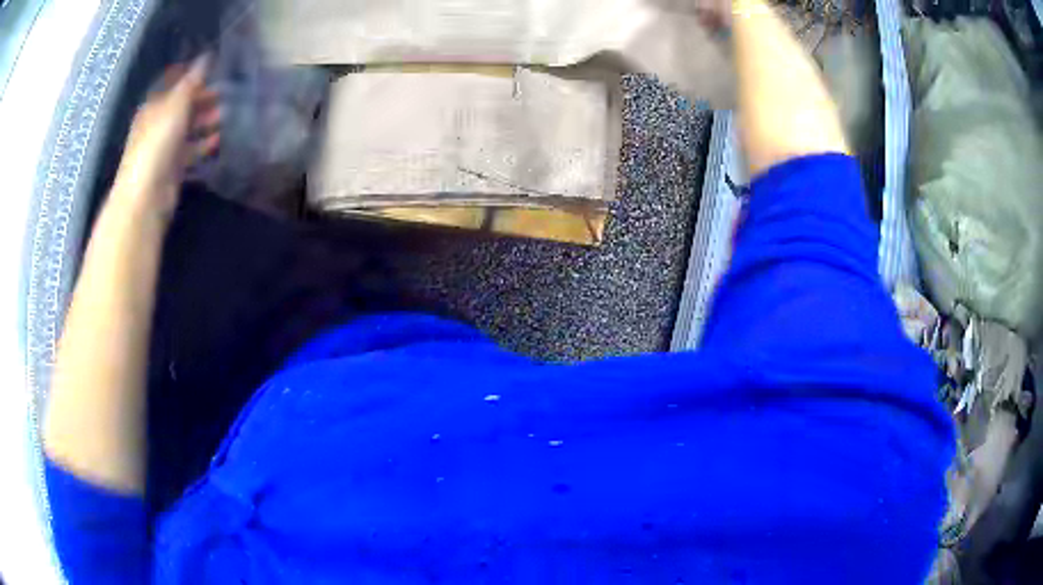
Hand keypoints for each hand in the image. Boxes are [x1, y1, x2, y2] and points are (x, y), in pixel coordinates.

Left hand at [112, 55, 219, 220]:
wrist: (147, 194)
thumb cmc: (157, 142)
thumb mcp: (176, 104)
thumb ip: (192, 81)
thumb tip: (207, 55)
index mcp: (154, 106)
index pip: (175, 85)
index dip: (193, 76)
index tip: (215, 69)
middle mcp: (158, 124)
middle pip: (183, 107)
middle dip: (204, 99)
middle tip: (227, 94)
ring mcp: (164, 147)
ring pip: (188, 129)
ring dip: (206, 122)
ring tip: (228, 116)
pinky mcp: (173, 168)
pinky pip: (191, 152)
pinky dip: (204, 146)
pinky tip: (219, 141)